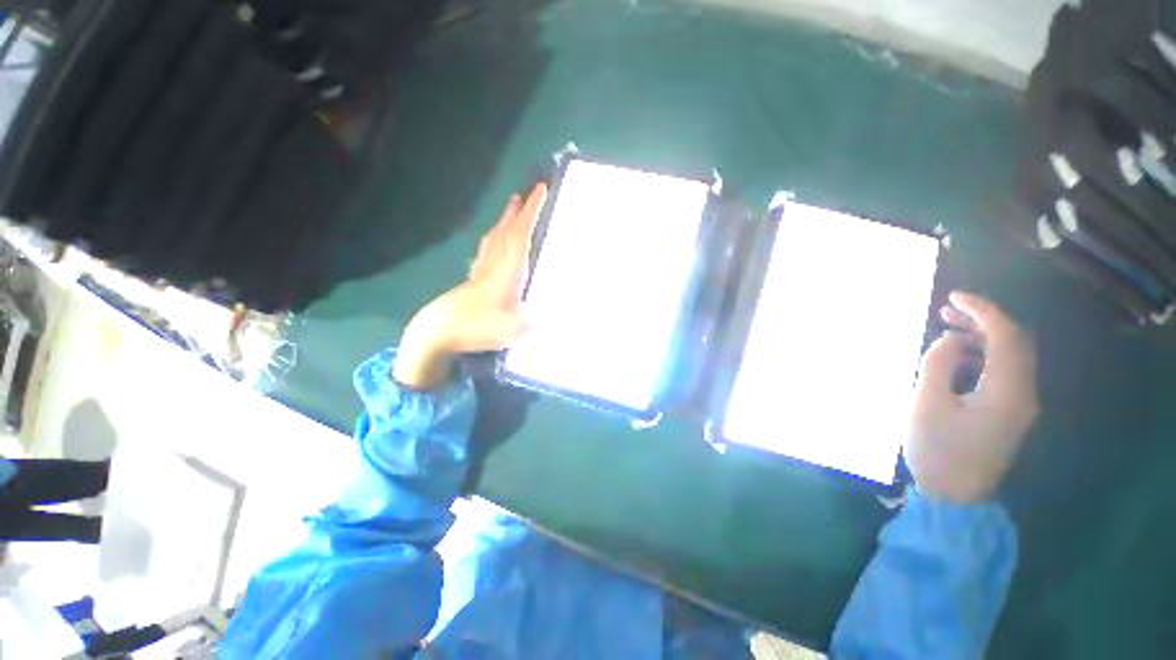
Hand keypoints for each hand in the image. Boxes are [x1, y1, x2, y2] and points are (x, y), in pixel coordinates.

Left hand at [393, 183, 547, 388]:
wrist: (439, 332)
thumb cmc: (480, 326)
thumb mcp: (515, 328)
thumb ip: (531, 320)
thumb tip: (537, 317)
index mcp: (508, 270)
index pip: (522, 233)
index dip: (532, 211)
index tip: (540, 188)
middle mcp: (494, 264)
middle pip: (506, 230)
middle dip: (517, 211)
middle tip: (525, 193)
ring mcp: (480, 271)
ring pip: (494, 238)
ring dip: (504, 221)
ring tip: (511, 209)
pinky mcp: (471, 280)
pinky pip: (486, 251)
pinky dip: (493, 240)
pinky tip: (493, 244)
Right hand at [906, 292, 1040, 503]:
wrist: (954, 495)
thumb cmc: (936, 450)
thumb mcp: (926, 404)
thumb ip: (937, 365)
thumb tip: (949, 340)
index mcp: (1007, 391)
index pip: (1006, 336)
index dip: (983, 310)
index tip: (954, 296)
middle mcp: (1024, 393)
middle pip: (1015, 343)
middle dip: (984, 320)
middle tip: (947, 309)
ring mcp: (1020, 404)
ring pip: (1011, 356)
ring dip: (983, 337)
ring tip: (947, 329)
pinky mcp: (1010, 412)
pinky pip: (1004, 372)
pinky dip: (983, 356)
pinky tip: (957, 357)